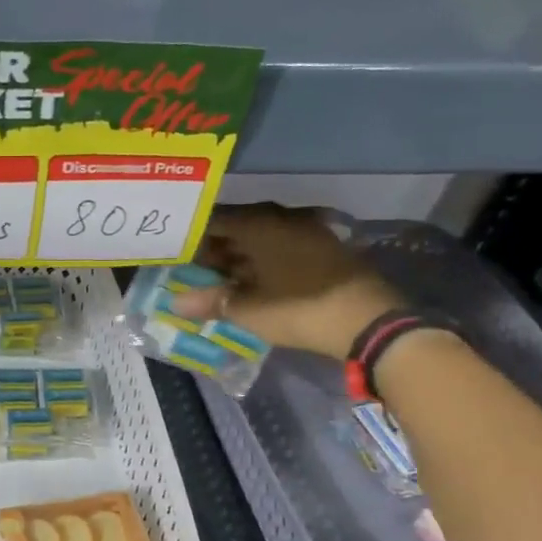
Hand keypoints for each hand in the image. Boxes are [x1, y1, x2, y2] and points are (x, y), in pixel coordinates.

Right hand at [171, 204, 404, 360]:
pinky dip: (262, 261)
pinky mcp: (323, 250)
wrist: (366, 321)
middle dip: (215, 247)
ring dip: (239, 255)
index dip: (193, 236)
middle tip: (194, 269)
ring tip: (218, 278)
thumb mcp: (247, 310)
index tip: (177, 252)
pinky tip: (251, 280)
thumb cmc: (297, 309)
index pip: (216, 220)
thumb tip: (175, 302)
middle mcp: (283, 219)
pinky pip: (280, 248)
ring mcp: (307, 232)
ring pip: (261, 238)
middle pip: (239, 227)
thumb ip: (210, 302)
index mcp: (260, 224)